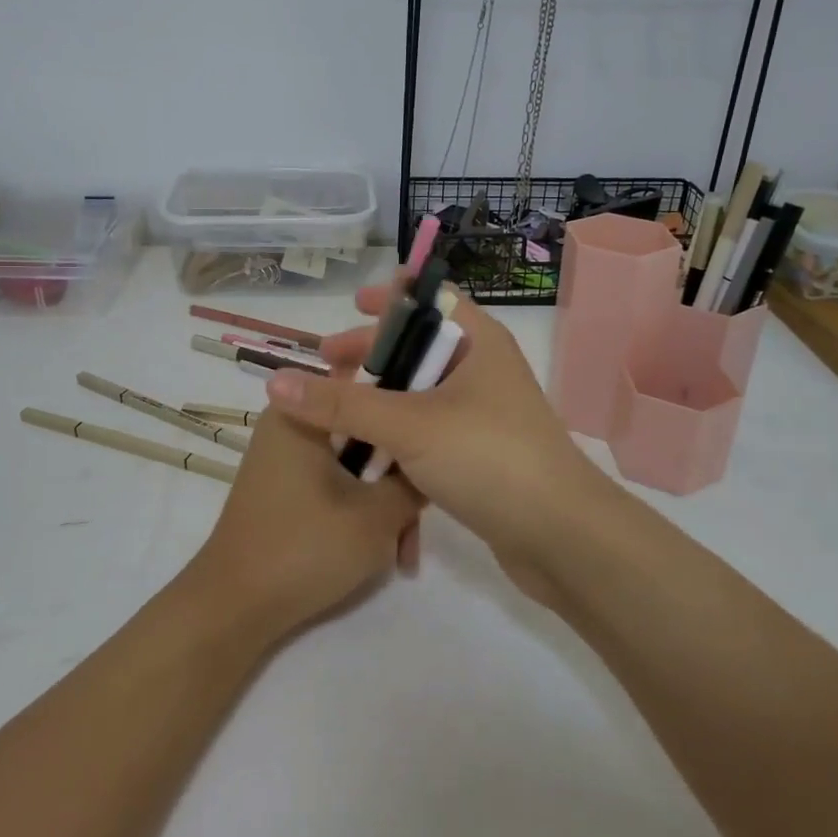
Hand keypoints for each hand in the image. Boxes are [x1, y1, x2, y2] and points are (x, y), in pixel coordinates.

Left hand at [186, 409, 421, 642]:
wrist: (235, 609)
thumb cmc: (305, 548)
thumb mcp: (377, 515)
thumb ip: (414, 481)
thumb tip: (431, 464)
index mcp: (303, 410)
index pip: (368, 384)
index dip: (408, 407)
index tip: (437, 438)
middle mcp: (291, 423)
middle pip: (365, 429)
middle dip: (399, 473)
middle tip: (423, 513)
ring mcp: (286, 457)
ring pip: (354, 462)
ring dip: (384, 499)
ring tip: (404, 550)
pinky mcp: (286, 487)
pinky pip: (336, 481)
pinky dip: (360, 508)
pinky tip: (384, 550)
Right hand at [262, 277, 613, 593]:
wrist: (562, 538)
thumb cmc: (489, 457)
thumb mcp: (408, 424)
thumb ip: (341, 403)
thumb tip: (275, 382)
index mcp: (478, 342)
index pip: (431, 300)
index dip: (392, 298)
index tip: (352, 305)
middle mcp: (482, 370)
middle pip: (418, 347)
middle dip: (372, 353)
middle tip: (326, 363)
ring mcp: (482, 414)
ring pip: (419, 393)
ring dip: (378, 397)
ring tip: (333, 409)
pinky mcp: (478, 454)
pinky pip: (426, 430)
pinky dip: (395, 432)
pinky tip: (363, 448)